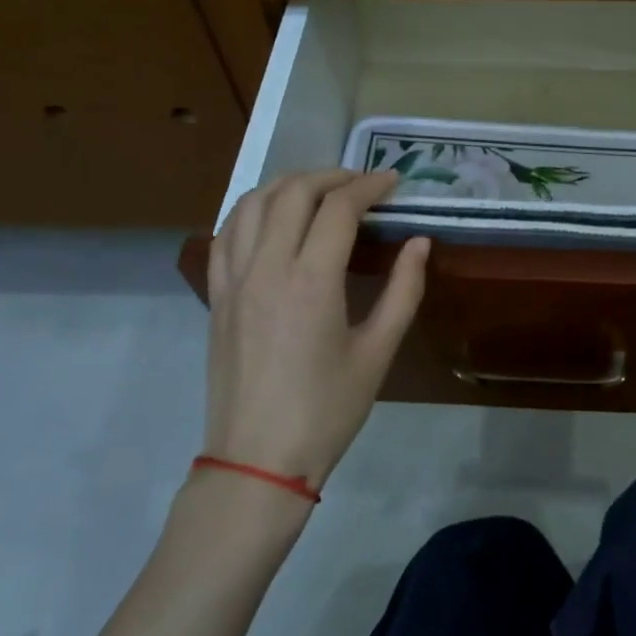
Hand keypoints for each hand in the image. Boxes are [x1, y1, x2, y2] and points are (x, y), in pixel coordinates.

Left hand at [202, 169, 428, 489]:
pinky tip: (272, 217)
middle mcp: (266, 266)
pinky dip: (252, 209)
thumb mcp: (377, 353)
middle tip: (362, 184)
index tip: (393, 182)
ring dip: (289, 184)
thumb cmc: (327, 410)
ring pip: (253, 202)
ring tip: (319, 190)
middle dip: (332, 176)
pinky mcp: (216, 295)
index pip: (339, 207)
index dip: (369, 186)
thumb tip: (420, 243)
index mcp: (311, 280)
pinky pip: (226, 232)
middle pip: (293, 192)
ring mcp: (233, 279)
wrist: (258, 459)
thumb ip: (403, 291)